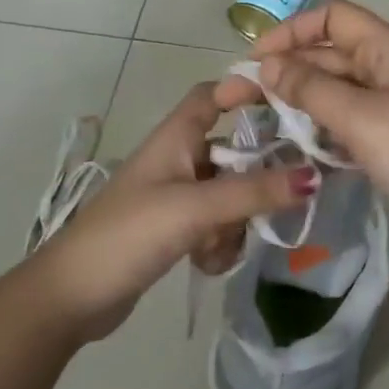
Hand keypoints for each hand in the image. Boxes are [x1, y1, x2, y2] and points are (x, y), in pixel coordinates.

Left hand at [27, 83, 314, 341]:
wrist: (73, 296)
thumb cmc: (129, 234)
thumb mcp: (195, 208)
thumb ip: (253, 192)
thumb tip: (314, 176)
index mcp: (175, 138)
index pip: (213, 95)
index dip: (246, 91)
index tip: (291, 105)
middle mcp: (178, 160)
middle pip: (234, 152)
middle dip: (254, 181)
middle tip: (279, 202)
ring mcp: (176, 197)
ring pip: (230, 196)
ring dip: (235, 223)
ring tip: (216, 247)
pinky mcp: (175, 230)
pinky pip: (216, 226)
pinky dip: (218, 244)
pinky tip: (204, 264)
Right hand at [216, 0, 388, 266]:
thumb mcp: (362, 118)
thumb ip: (311, 89)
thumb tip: (268, 65)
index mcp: (388, 51)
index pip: (333, 17)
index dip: (292, 31)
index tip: (256, 60)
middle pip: (328, 55)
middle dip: (284, 71)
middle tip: (236, 99)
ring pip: (335, 92)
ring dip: (299, 102)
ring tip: (258, 124)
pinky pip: (347, 124)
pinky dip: (321, 130)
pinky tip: (296, 148)